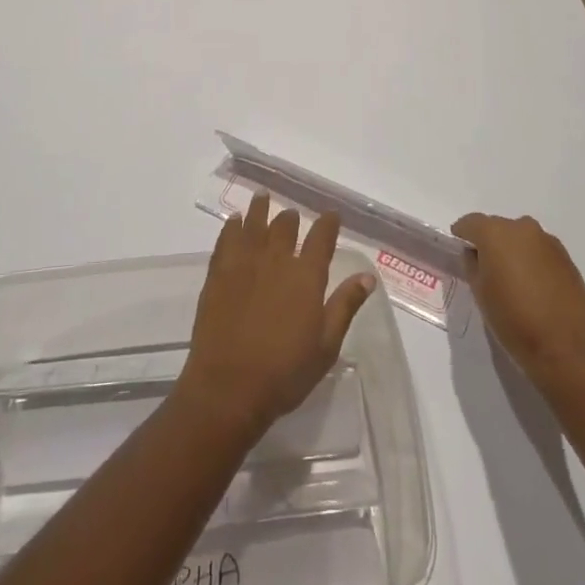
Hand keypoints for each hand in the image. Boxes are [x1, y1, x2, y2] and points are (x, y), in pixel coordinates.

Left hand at [177, 195, 377, 440]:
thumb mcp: (326, 345)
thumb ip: (345, 306)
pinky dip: (232, 226)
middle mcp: (276, 260)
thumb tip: (367, 277)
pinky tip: (234, 220)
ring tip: (262, 196)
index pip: (322, 238)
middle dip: (291, 217)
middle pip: (285, 226)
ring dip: (260, 208)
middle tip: (292, 214)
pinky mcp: (218, 273)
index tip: (331, 215)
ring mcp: (244, 263)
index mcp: (306, 277)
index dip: (328, 223)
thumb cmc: (285, 373)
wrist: (228, 387)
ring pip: (254, 224)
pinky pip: (226, 239)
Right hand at [452, 212, 584, 383]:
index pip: (471, 223)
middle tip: (486, 269)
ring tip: (512, 279)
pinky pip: (540, 251)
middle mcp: (522, 228)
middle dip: (489, 243)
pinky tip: (534, 286)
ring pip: (521, 238)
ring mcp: (548, 241)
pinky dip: (532, 260)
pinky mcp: (567, 258)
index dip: (462, 235)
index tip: (460, 249)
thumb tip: (476, 254)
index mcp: (496, 233)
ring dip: (513, 251)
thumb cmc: (513, 320)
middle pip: (497, 227)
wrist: (565, 349)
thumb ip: (472, 264)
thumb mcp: (479, 292)